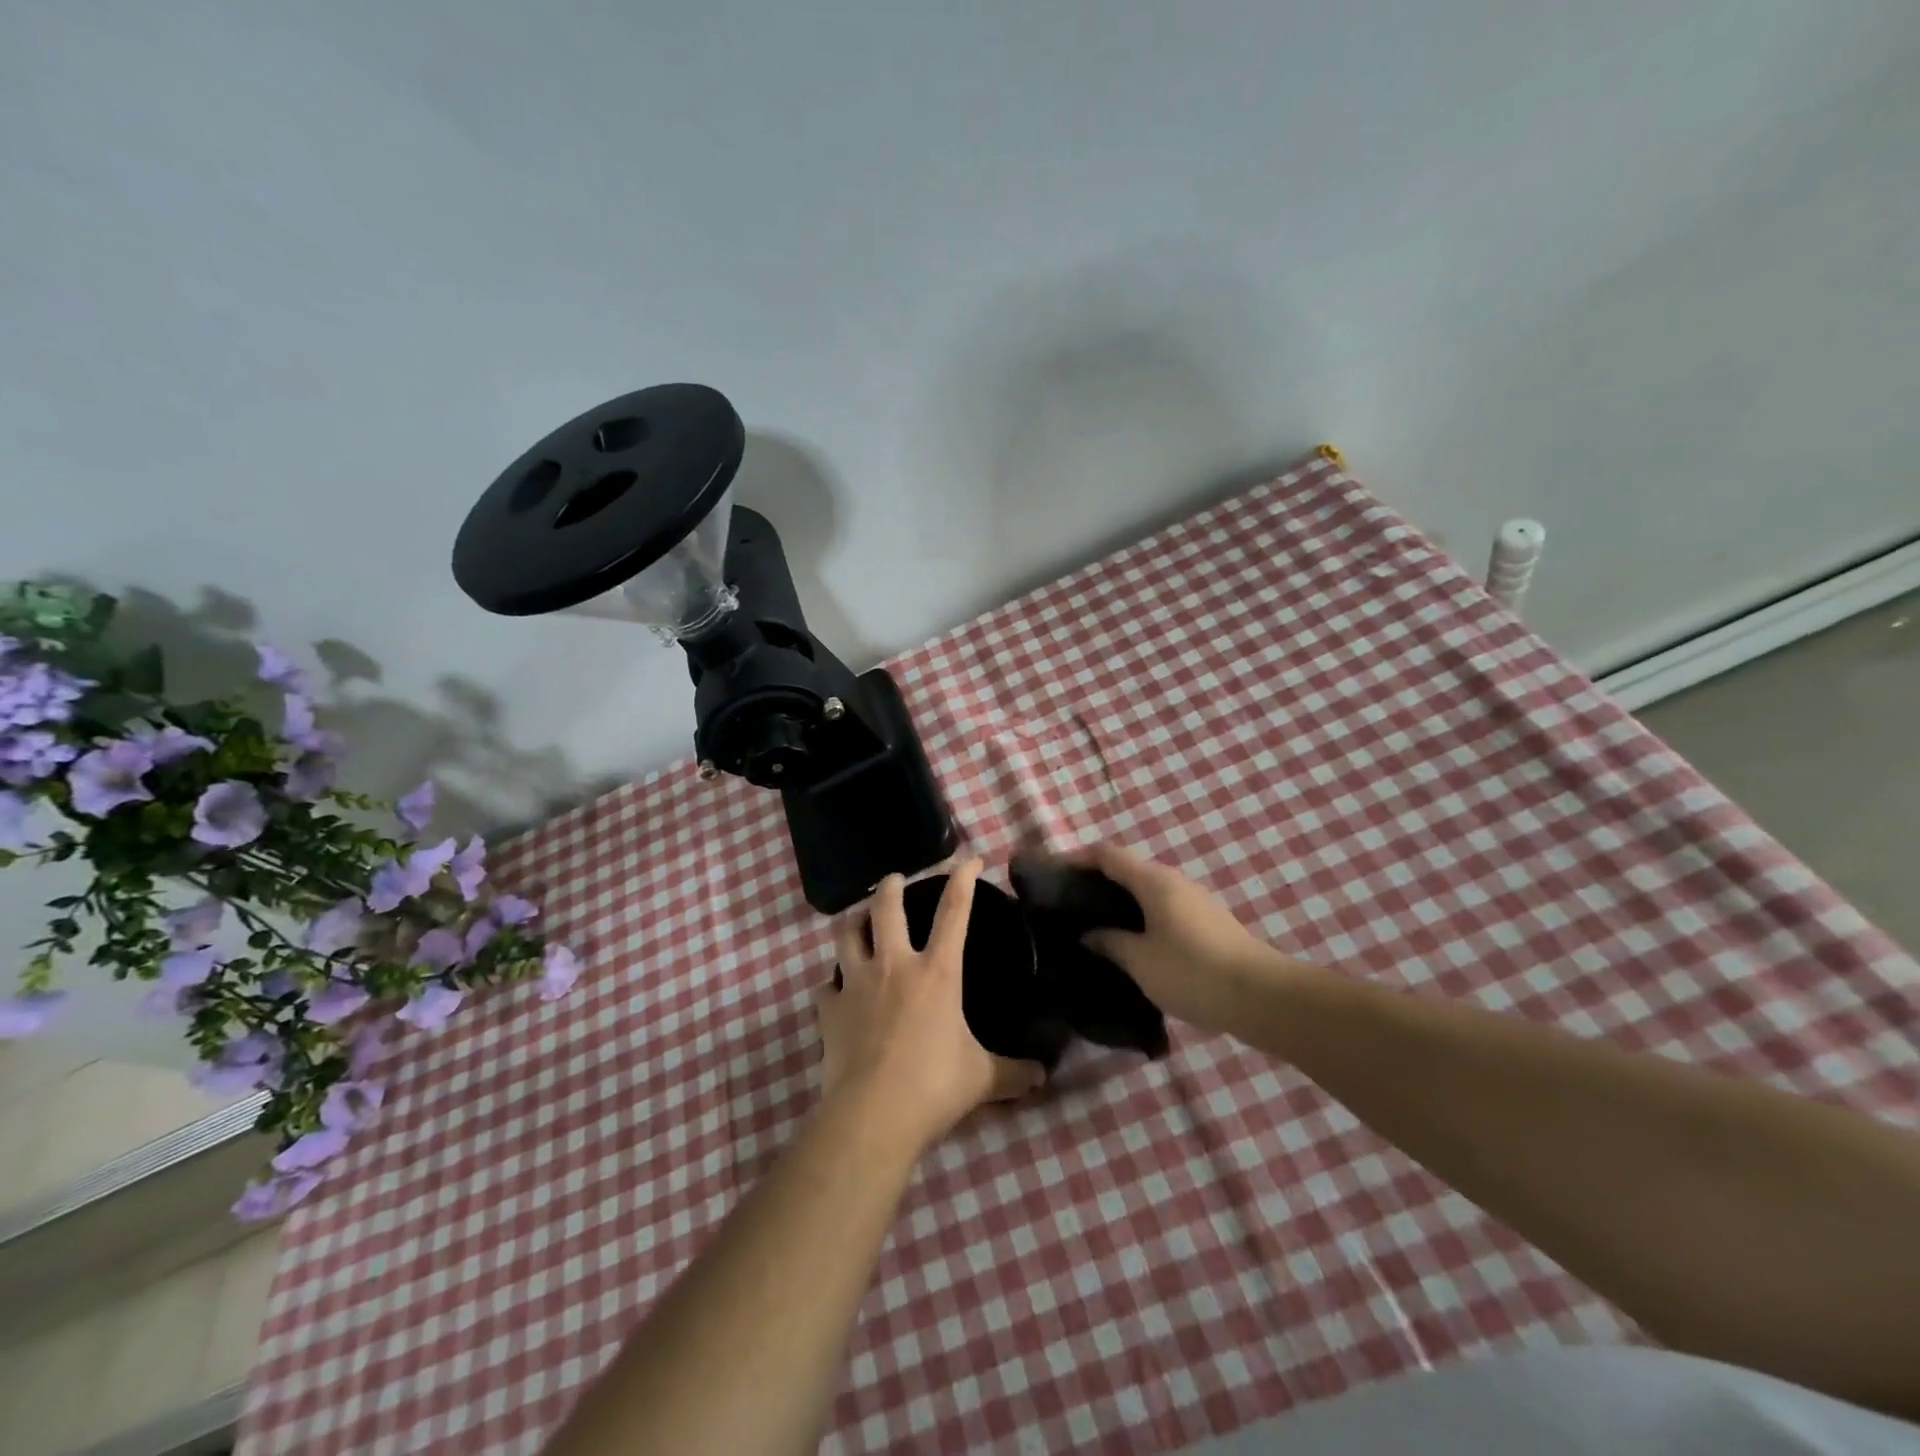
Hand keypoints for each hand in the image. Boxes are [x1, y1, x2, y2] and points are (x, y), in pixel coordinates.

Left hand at [817, 861, 1046, 1155]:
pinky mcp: (829, 1010)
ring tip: (858, 918)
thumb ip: (1013, 1073)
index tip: (970, 858)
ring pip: (847, 934)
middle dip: (892, 886)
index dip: (963, 878)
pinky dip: (833, 983)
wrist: (873, 1115)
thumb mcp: (983, 1079)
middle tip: (895, 879)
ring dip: (853, 920)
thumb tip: (1043, 1076)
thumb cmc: (934, 1086)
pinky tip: (837, 990)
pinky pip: (827, 986)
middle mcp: (894, 966)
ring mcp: (856, 984)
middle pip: (887, 907)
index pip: (954, 911)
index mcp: (937, 972)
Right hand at [1074, 843, 1290, 1035]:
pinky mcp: (1207, 922)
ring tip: (1096, 927)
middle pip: (1128, 869)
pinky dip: (1140, 916)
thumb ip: (1109, 943)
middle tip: (1070, 906)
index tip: (1053, 872)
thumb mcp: (1140, 961)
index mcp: (1153, 881)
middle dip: (1097, 882)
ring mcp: (1194, 901)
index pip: (1107, 854)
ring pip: (1147, 891)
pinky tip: (1131, 943)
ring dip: (1120, 902)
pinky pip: (1163, 908)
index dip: (1078, 857)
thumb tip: (1088, 935)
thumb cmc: (1192, 972)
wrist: (1261, 997)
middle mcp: (1174, 881)